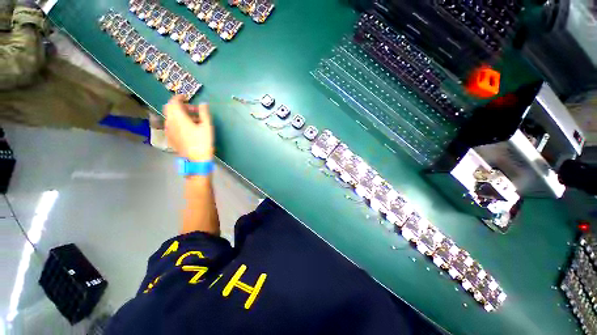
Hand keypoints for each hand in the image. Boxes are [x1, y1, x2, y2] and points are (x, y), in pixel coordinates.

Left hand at [164, 95, 213, 161]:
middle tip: (192, 109)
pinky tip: (188, 129)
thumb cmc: (203, 142)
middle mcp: (170, 122)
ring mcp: (168, 130)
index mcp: (178, 117)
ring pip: (170, 117)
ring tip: (193, 120)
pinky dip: (178, 122)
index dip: (179, 97)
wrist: (196, 159)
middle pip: (169, 108)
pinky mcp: (170, 137)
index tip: (186, 97)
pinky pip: (171, 125)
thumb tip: (203, 103)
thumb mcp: (207, 126)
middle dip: (180, 106)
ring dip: (179, 115)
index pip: (173, 102)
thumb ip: (204, 113)